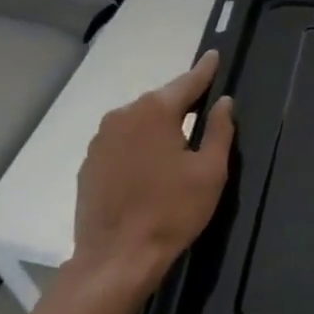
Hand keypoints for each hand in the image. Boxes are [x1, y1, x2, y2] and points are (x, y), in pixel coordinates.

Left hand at [69, 52, 234, 313]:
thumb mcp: (210, 171)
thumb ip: (219, 130)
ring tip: (180, 138)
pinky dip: (140, 143)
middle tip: (205, 106)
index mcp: (155, 112)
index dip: (205, 70)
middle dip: (183, 101)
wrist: (116, 258)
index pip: (187, 82)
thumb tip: (223, 102)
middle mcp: (123, 116)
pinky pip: (123, 141)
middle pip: (161, 101)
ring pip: (139, 121)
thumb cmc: (172, 211)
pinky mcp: (89, 163)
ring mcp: (101, 140)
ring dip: (160, 124)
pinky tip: (152, 163)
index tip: (214, 55)